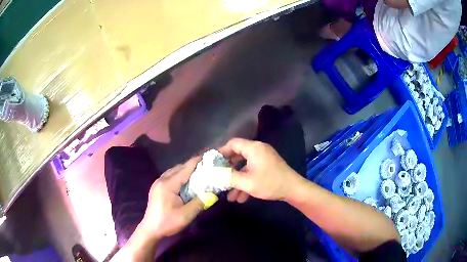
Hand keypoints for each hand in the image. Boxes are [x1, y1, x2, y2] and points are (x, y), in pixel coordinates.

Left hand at [140, 157, 203, 238]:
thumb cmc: (167, 222)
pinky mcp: (157, 188)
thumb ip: (199, 203)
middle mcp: (162, 180)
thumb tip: (213, 194)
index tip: (208, 155)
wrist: (151, 229)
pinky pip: (170, 176)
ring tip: (198, 172)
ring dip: (185, 170)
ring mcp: (158, 183)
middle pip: (178, 168)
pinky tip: (186, 181)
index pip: (184, 169)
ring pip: (173, 171)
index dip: (196, 161)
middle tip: (206, 166)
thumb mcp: (186, 215)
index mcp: (168, 184)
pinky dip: (179, 175)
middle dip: (192, 165)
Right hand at [218, 138, 301, 201]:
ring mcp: (264, 159)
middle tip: (218, 177)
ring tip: (229, 195)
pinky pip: (252, 171)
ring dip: (237, 180)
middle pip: (237, 155)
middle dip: (228, 169)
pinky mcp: (267, 167)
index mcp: (253, 148)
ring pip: (244, 166)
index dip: (221, 151)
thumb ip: (228, 177)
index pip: (232, 143)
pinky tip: (241, 198)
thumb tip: (213, 174)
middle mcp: (258, 150)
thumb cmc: (270, 183)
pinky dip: (246, 181)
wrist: (293, 189)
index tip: (212, 162)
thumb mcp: (246, 182)